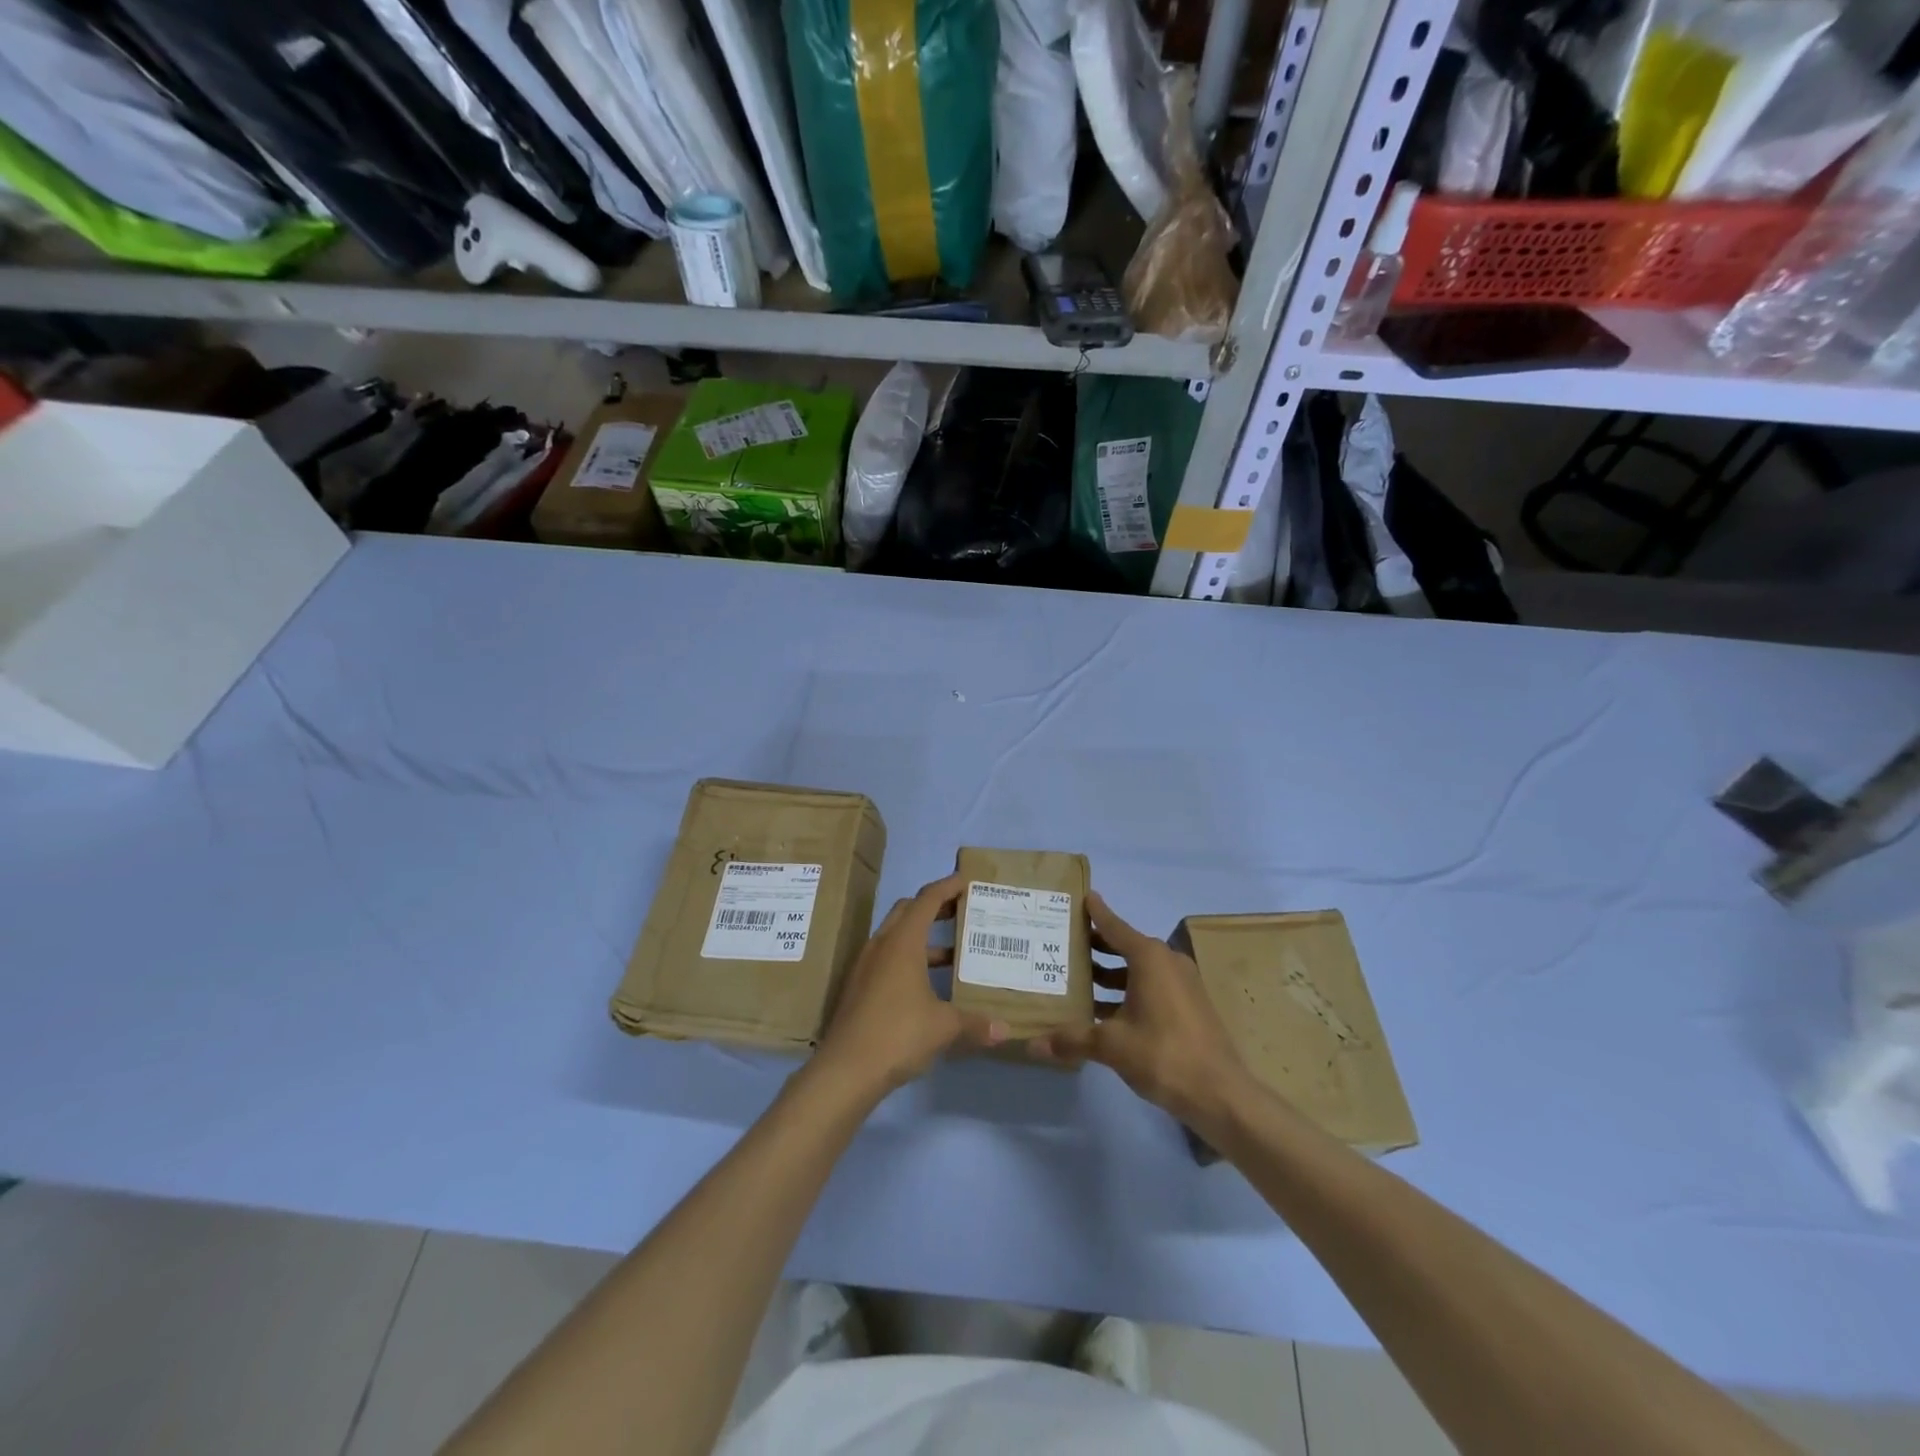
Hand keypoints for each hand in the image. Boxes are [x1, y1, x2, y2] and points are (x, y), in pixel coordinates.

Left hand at [814, 873, 1006, 1095]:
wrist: (845, 1069)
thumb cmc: (898, 1034)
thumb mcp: (943, 1027)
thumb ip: (975, 1023)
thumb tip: (1005, 1030)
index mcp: (903, 942)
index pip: (927, 899)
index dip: (948, 886)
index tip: (967, 880)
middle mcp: (882, 945)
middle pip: (907, 911)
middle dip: (934, 906)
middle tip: (961, 911)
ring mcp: (866, 965)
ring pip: (896, 935)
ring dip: (922, 936)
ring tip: (953, 952)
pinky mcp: (859, 986)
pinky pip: (887, 957)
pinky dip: (909, 958)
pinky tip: (927, 983)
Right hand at [1029, 892, 1251, 1130]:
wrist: (1220, 1094)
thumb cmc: (1163, 1054)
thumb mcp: (1112, 1045)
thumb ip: (1072, 1039)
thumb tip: (1033, 1043)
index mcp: (1149, 958)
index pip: (1114, 926)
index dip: (1096, 913)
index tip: (1081, 896)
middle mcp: (1167, 962)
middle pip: (1125, 946)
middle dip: (1096, 946)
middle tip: (1065, 943)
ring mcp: (1182, 984)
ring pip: (1138, 969)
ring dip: (1110, 973)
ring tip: (1077, 979)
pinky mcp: (1188, 1006)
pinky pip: (1151, 986)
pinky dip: (1127, 990)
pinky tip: (1103, 1010)